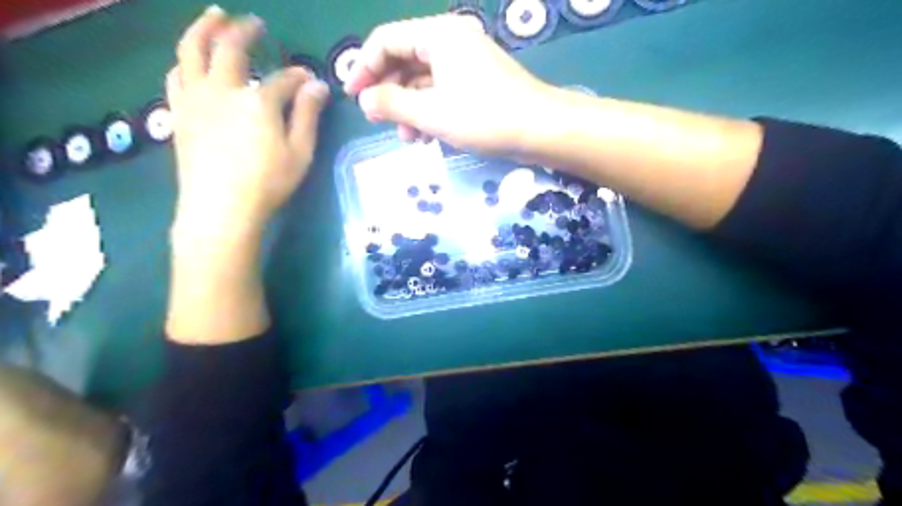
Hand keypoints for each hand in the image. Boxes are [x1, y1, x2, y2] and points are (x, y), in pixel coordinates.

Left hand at [164, 1, 327, 241]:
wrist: (220, 208)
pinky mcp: (179, 113)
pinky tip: (190, 61)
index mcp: (258, 101)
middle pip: (229, 48)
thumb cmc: (268, 183)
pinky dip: (185, 61)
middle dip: (243, 30)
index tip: (309, 79)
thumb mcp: (300, 152)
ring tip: (213, 18)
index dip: (299, 77)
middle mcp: (222, 90)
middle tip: (252, 22)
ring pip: (191, 51)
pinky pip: (176, 76)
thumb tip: (318, 86)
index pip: (283, 80)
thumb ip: (307, 115)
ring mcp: (195, 99)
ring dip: (202, 29)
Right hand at [345, 14, 548, 154]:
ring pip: (423, 80)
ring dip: (410, 108)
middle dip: (389, 92)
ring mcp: (466, 62)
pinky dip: (430, 111)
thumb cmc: (485, 117)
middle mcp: (451, 41)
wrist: (541, 130)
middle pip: (404, 59)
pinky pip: (442, 90)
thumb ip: (392, 103)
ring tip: (408, 139)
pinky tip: (427, 136)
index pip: (386, 41)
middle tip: (379, 121)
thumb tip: (365, 99)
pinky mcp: (477, 82)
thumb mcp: (432, 113)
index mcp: (438, 36)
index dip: (364, 67)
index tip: (352, 96)